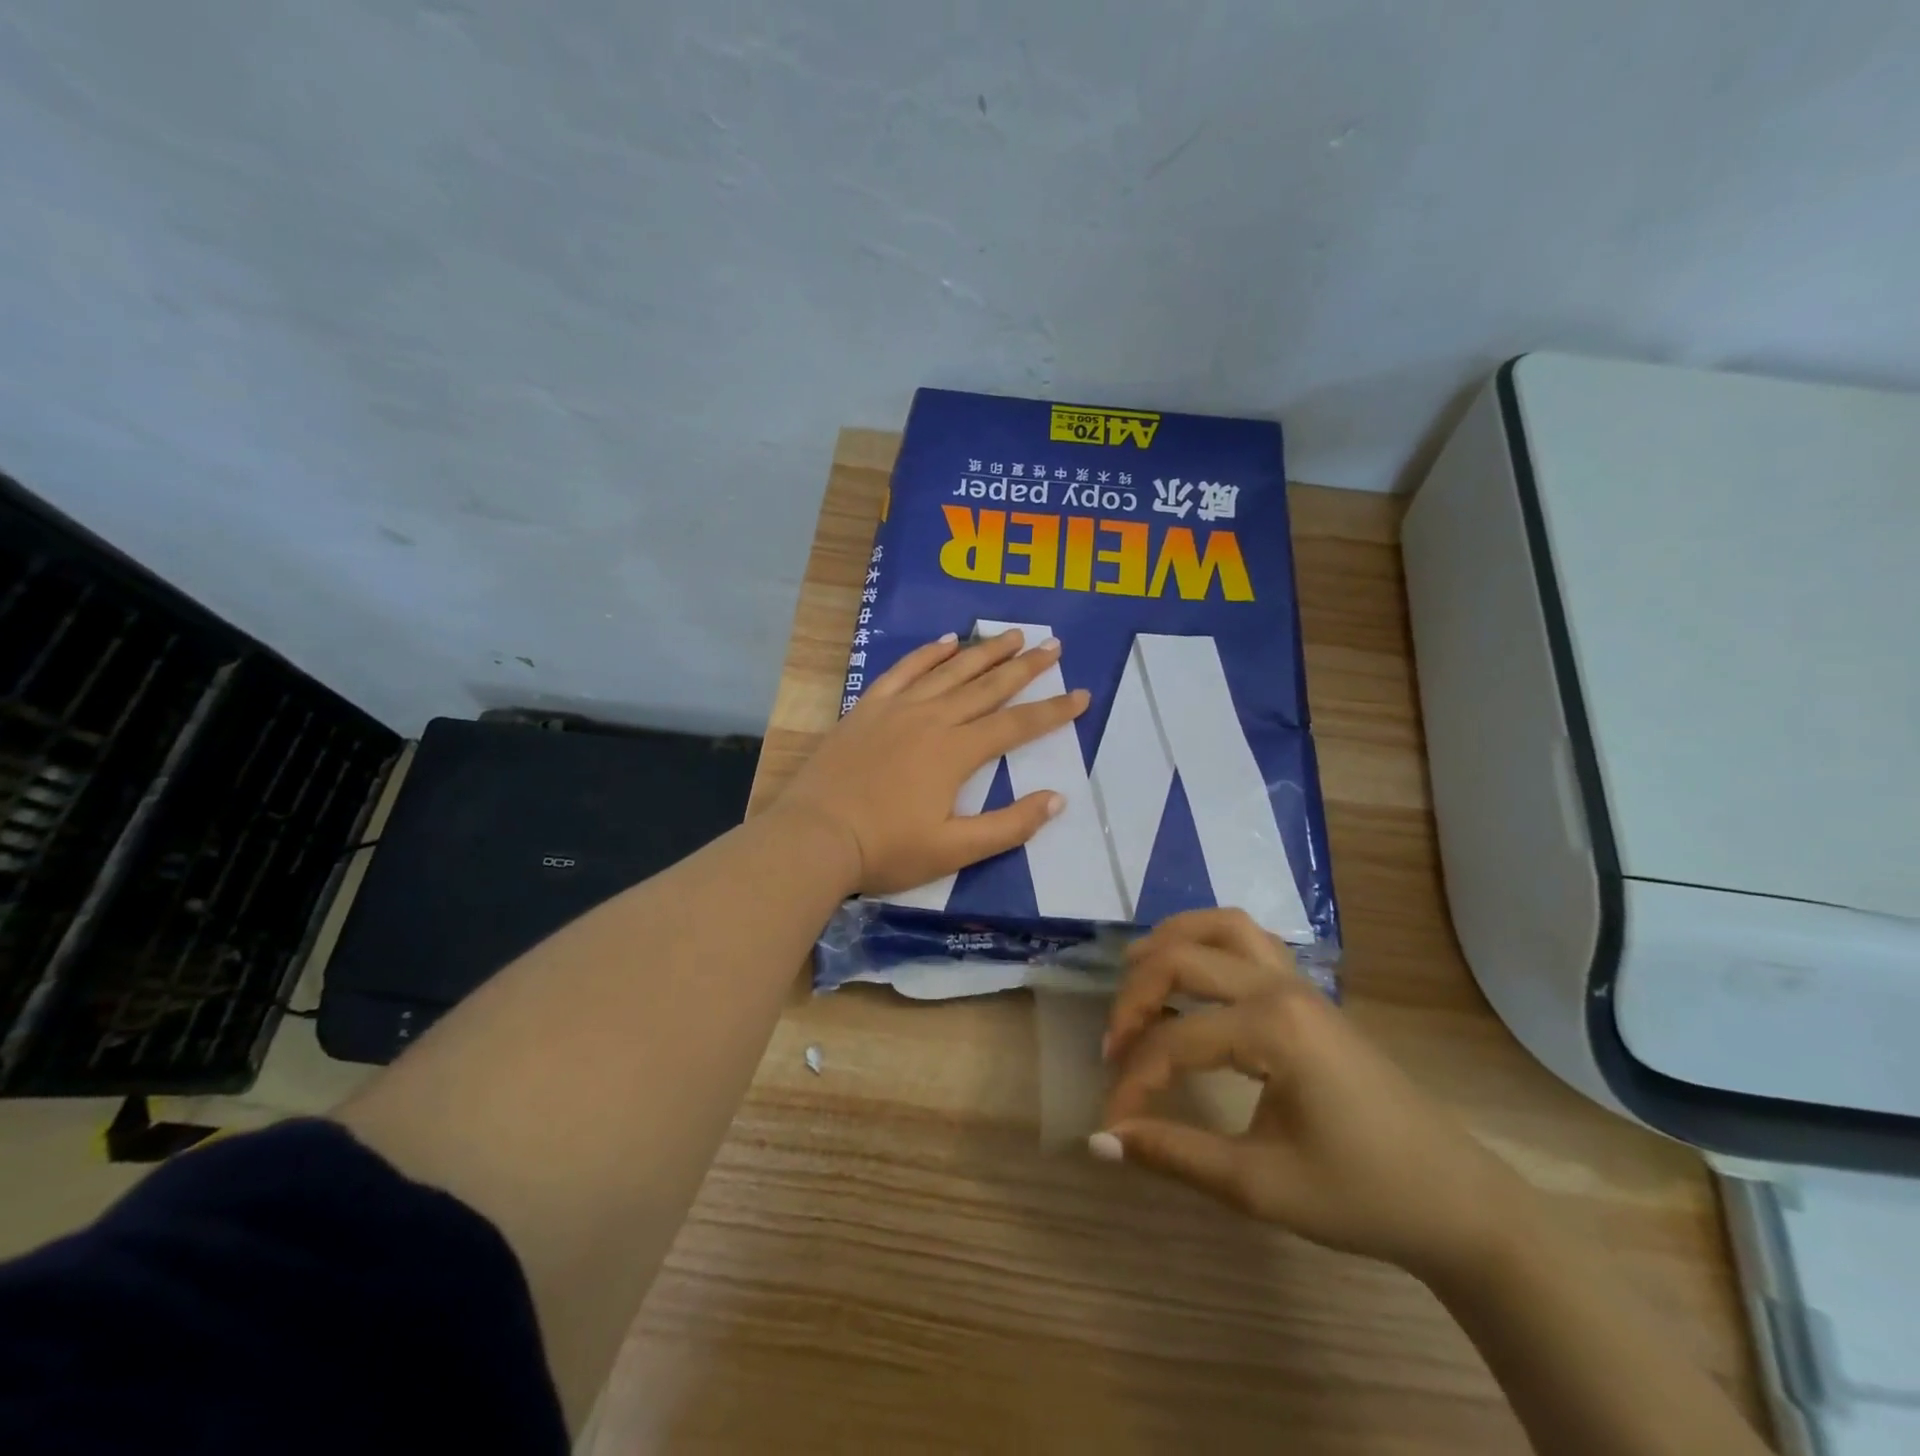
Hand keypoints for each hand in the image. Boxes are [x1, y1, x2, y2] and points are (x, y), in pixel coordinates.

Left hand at [775, 629, 1090, 895]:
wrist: (814, 837)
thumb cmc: (886, 849)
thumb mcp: (955, 851)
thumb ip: (1008, 826)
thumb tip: (1056, 798)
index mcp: (956, 752)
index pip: (1016, 726)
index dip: (1052, 711)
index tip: (1081, 694)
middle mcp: (932, 719)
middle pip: (987, 687)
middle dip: (1025, 667)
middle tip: (1053, 645)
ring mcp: (897, 709)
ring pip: (950, 671)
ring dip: (983, 652)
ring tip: (1012, 635)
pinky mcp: (867, 708)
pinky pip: (903, 670)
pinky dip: (927, 653)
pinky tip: (945, 641)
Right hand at [1096, 909, 1531, 1283]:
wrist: (1457, 1202)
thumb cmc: (1362, 1196)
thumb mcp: (1260, 1186)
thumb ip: (1175, 1154)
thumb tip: (1099, 1140)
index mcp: (1271, 1029)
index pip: (1173, 1042)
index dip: (1132, 1083)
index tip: (1110, 1124)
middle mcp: (1280, 987)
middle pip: (1182, 959)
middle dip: (1134, 998)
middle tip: (1114, 1047)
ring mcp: (1298, 982)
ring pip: (1219, 926)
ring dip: (1169, 944)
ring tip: (1137, 980)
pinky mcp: (1307, 992)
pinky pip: (1247, 938)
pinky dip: (1206, 941)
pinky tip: (1192, 975)